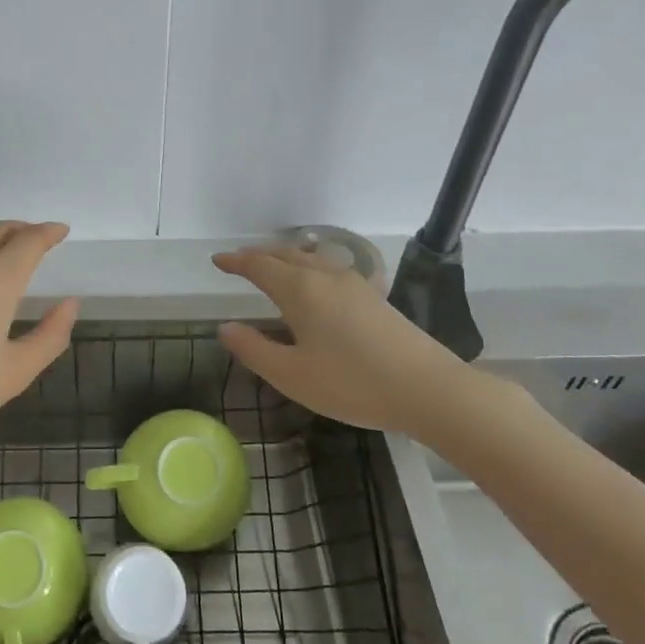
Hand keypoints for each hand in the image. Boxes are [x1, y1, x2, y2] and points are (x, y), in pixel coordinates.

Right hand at [212, 244, 466, 433]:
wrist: (427, 388)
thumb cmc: (351, 383)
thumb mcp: (292, 375)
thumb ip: (254, 349)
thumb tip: (226, 327)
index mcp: (300, 290)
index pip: (259, 266)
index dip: (236, 262)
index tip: (218, 260)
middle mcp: (326, 276)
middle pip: (286, 255)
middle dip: (259, 256)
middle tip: (239, 261)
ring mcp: (354, 284)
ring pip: (310, 259)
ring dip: (285, 258)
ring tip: (273, 267)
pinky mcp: (374, 297)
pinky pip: (329, 268)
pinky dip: (308, 267)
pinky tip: (314, 285)